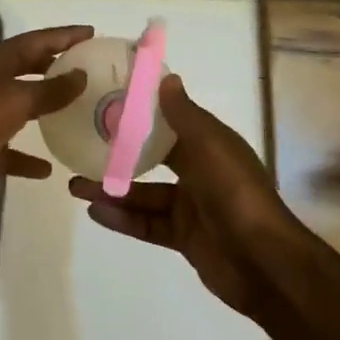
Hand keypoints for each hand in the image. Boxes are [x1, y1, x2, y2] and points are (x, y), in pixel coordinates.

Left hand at [0, 25, 92, 209]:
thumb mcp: (13, 100)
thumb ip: (49, 89)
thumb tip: (80, 74)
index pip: (37, 41)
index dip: (64, 36)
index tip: (93, 33)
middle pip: (29, 71)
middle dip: (57, 69)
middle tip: (91, 71)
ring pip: (21, 110)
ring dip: (46, 111)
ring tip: (79, 114)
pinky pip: (9, 153)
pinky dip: (27, 158)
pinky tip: (49, 170)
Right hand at [70, 74, 306, 317]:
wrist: (264, 263)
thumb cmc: (236, 193)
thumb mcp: (210, 146)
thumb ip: (184, 115)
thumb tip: (167, 77)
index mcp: (211, 146)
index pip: (172, 123)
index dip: (144, 113)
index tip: (110, 102)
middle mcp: (201, 173)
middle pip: (153, 159)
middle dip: (119, 155)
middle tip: (83, 147)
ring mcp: (192, 207)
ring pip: (144, 194)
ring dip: (112, 190)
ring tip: (75, 186)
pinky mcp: (183, 238)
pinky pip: (147, 224)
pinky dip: (123, 218)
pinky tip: (95, 211)